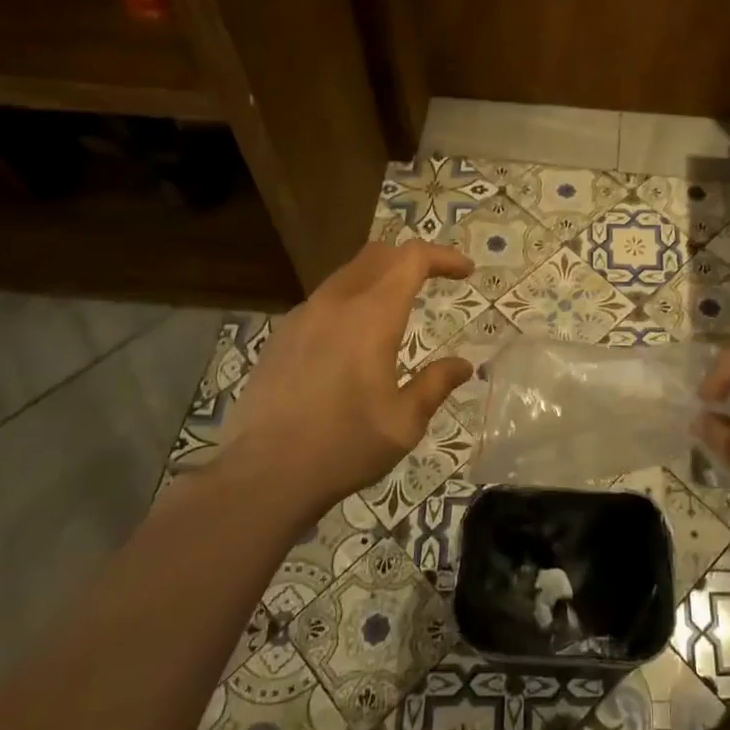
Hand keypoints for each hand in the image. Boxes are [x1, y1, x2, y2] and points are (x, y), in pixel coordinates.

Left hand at [213, 240, 475, 519]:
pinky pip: (323, 300)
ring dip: (379, 278)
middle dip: (411, 259)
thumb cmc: (344, 447)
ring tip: (398, 307)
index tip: (466, 271)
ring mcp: (302, 316)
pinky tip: (353, 338)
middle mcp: (335, 303)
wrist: (263, 475)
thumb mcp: (404, 422)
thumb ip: (435, 385)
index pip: (411, 258)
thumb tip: (462, 365)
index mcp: (371, 316)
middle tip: (435, 280)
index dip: (443, 257)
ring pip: (347, 274)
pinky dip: (351, 300)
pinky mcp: (280, 336)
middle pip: (378, 254)